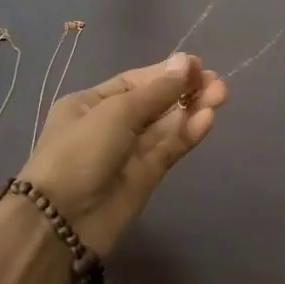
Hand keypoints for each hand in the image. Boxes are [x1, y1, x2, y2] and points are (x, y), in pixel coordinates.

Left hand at [18, 53, 226, 256]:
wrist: (62, 221)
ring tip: (222, 94)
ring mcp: (129, 152)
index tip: (196, 64)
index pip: (135, 82)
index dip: (165, 73)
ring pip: (166, 126)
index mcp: (91, 103)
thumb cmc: (80, 152)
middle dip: (184, 90)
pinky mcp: (146, 177)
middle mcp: (110, 124)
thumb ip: (156, 92)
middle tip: (217, 81)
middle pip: (154, 102)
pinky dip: (188, 133)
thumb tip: (185, 62)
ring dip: (192, 109)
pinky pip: (169, 149)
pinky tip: (208, 119)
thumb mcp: (115, 113)